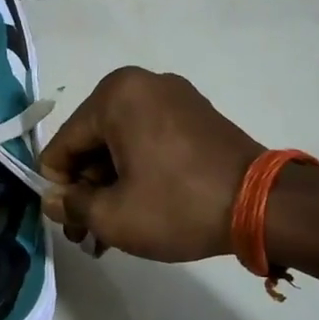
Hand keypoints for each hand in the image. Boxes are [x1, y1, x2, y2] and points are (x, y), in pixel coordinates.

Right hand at [38, 67, 264, 262]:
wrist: (264, 206)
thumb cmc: (178, 205)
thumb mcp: (113, 216)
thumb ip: (72, 206)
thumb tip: (54, 200)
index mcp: (114, 96)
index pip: (63, 145)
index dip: (58, 187)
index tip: (69, 223)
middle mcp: (140, 85)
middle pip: (92, 143)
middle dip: (87, 190)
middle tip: (89, 234)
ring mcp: (173, 97)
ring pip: (120, 145)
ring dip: (111, 186)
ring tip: (111, 232)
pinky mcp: (195, 115)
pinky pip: (148, 140)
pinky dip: (138, 172)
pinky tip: (138, 210)